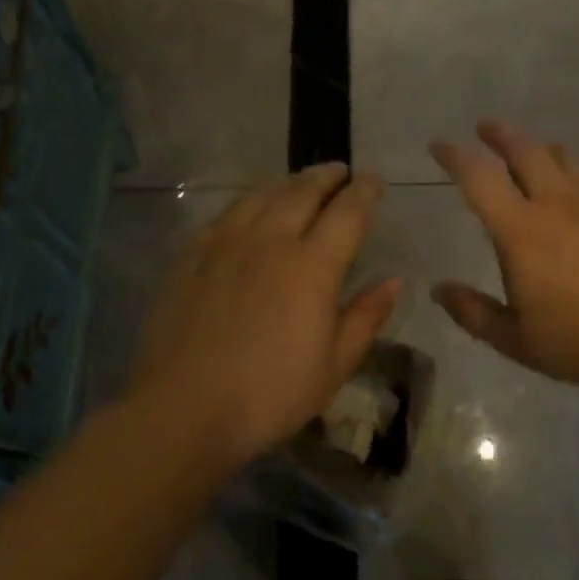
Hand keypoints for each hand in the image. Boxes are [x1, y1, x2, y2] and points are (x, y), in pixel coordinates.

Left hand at [125, 163, 401, 473]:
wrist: (183, 408)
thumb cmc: (269, 394)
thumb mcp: (334, 366)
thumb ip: (366, 317)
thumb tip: (394, 280)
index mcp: (312, 266)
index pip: (347, 212)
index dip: (364, 192)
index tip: (374, 181)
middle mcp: (270, 240)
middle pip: (303, 191)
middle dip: (327, 176)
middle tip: (340, 171)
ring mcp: (226, 244)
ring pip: (262, 195)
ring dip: (287, 182)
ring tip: (299, 182)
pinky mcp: (192, 256)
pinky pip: (226, 213)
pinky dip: (248, 202)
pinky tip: (249, 210)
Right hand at [430, 121, 578, 403]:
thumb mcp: (515, 340)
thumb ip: (472, 312)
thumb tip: (438, 289)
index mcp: (521, 231)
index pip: (478, 178)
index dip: (454, 156)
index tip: (439, 145)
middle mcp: (557, 201)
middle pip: (523, 149)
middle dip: (499, 133)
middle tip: (485, 127)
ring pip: (563, 155)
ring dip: (540, 149)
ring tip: (533, 154)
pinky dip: (578, 170)